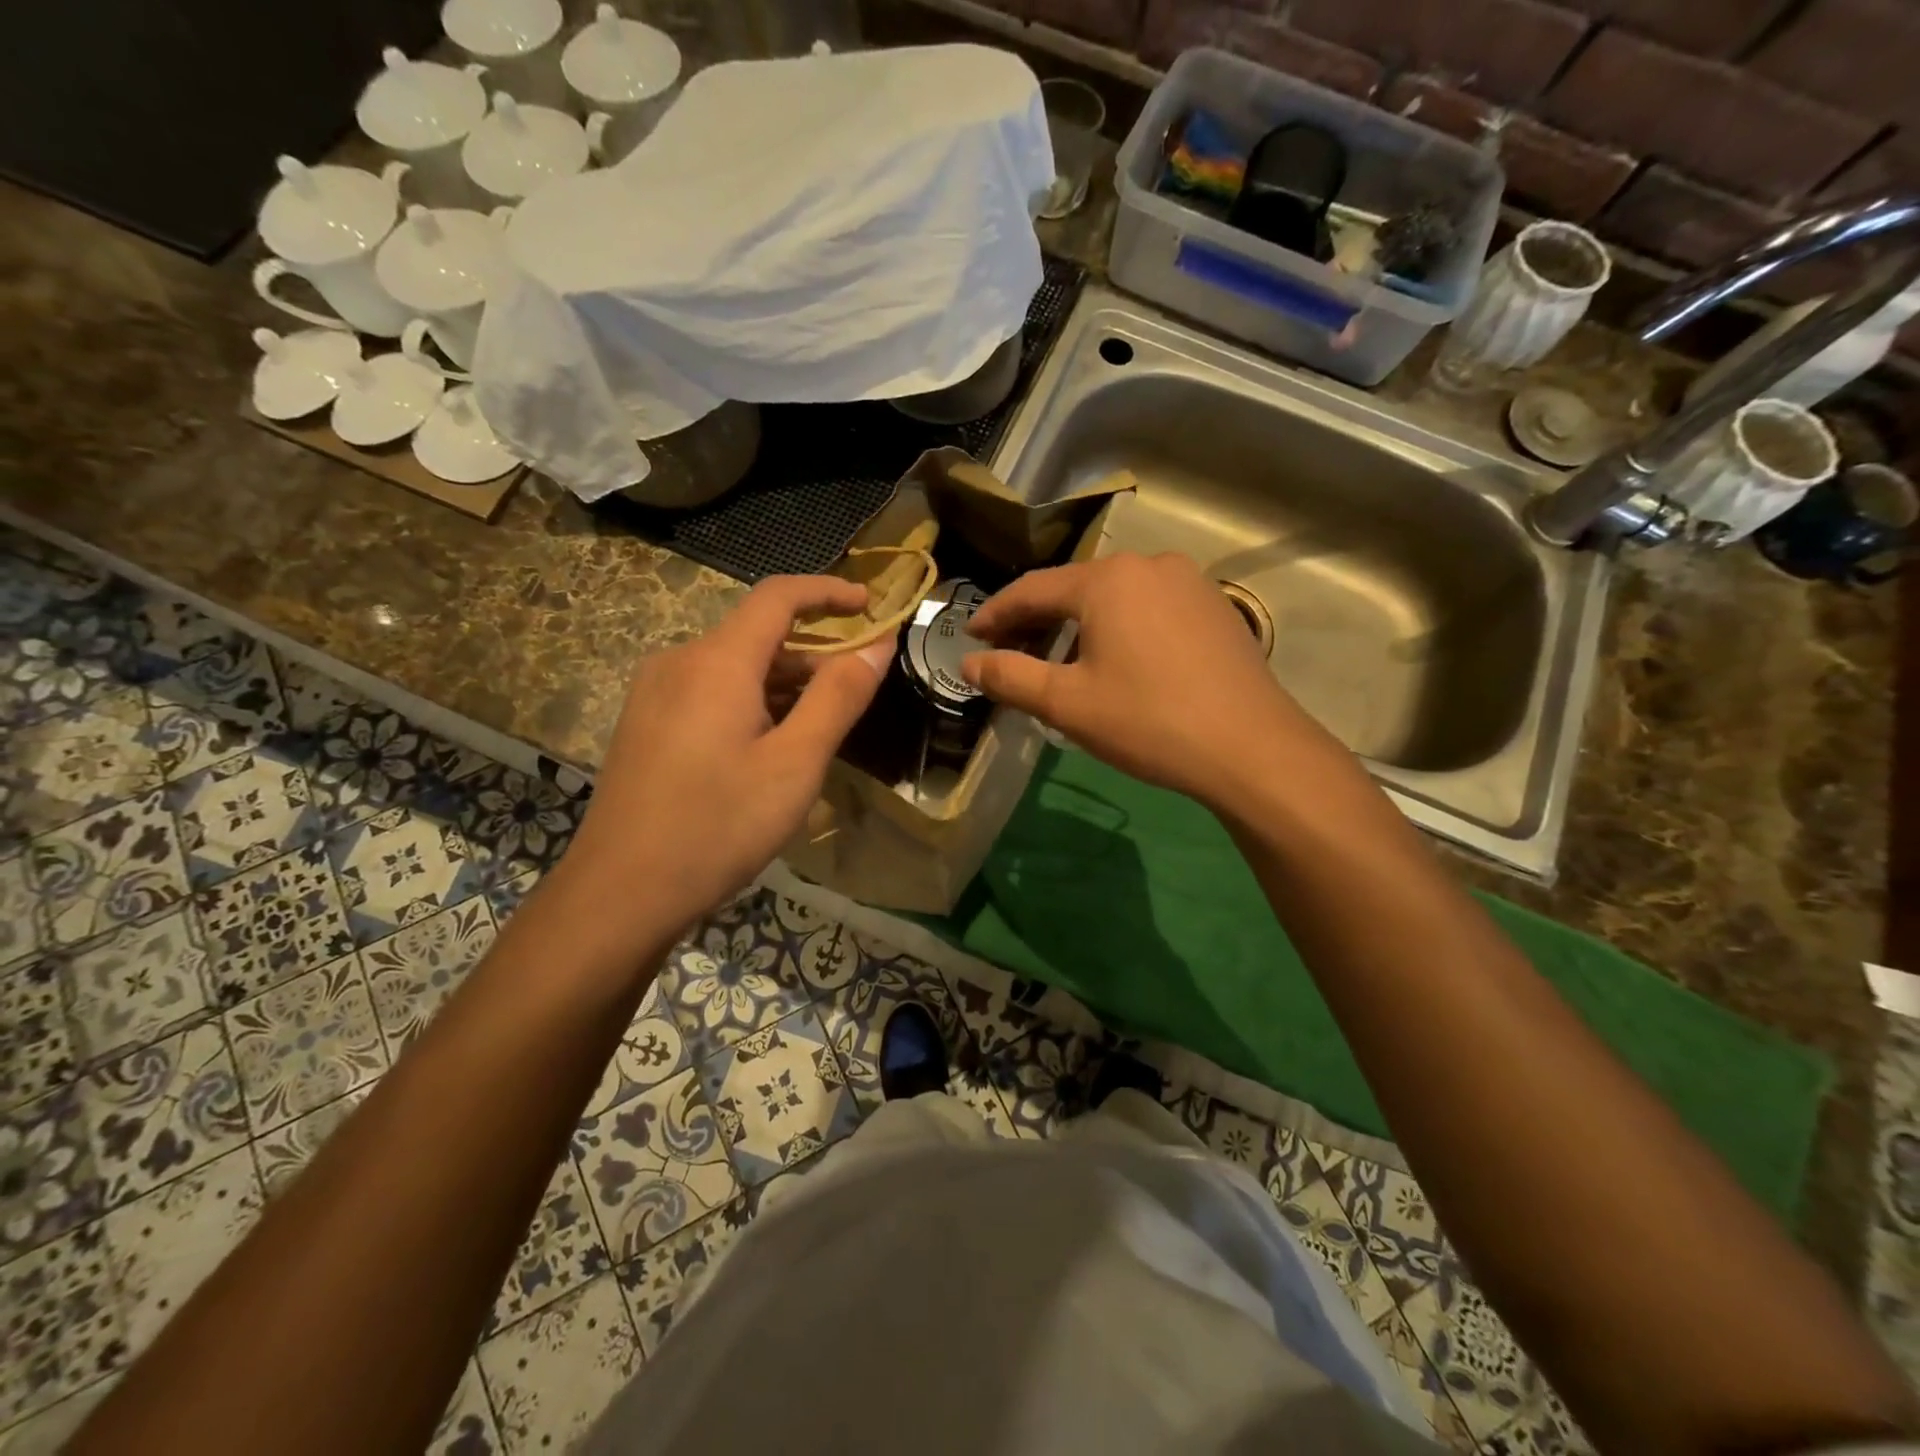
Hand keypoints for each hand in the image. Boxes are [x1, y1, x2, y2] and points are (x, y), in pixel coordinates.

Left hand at [558, 576, 890, 943]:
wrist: (620, 893)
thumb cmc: (718, 826)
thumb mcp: (795, 764)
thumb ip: (839, 698)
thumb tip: (877, 646)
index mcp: (717, 661)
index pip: (778, 596)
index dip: (828, 591)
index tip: (870, 604)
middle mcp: (680, 661)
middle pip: (758, 634)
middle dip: (813, 652)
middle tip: (855, 692)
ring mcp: (655, 693)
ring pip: (734, 667)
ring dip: (784, 682)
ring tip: (819, 729)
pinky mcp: (646, 723)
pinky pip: (710, 692)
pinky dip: (753, 701)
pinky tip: (769, 747)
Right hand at [962, 553, 1344, 812]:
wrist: (1251, 747)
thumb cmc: (1148, 721)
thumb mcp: (1067, 704)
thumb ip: (1010, 677)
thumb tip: (968, 663)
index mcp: (1106, 580)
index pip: (1032, 589)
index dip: (996, 613)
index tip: (971, 636)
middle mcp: (1148, 565)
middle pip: (1075, 588)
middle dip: (1038, 620)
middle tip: (1011, 652)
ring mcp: (1189, 582)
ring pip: (1116, 597)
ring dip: (1081, 625)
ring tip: (1063, 663)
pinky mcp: (1216, 607)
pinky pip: (1151, 608)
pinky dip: (1122, 627)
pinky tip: (1121, 662)